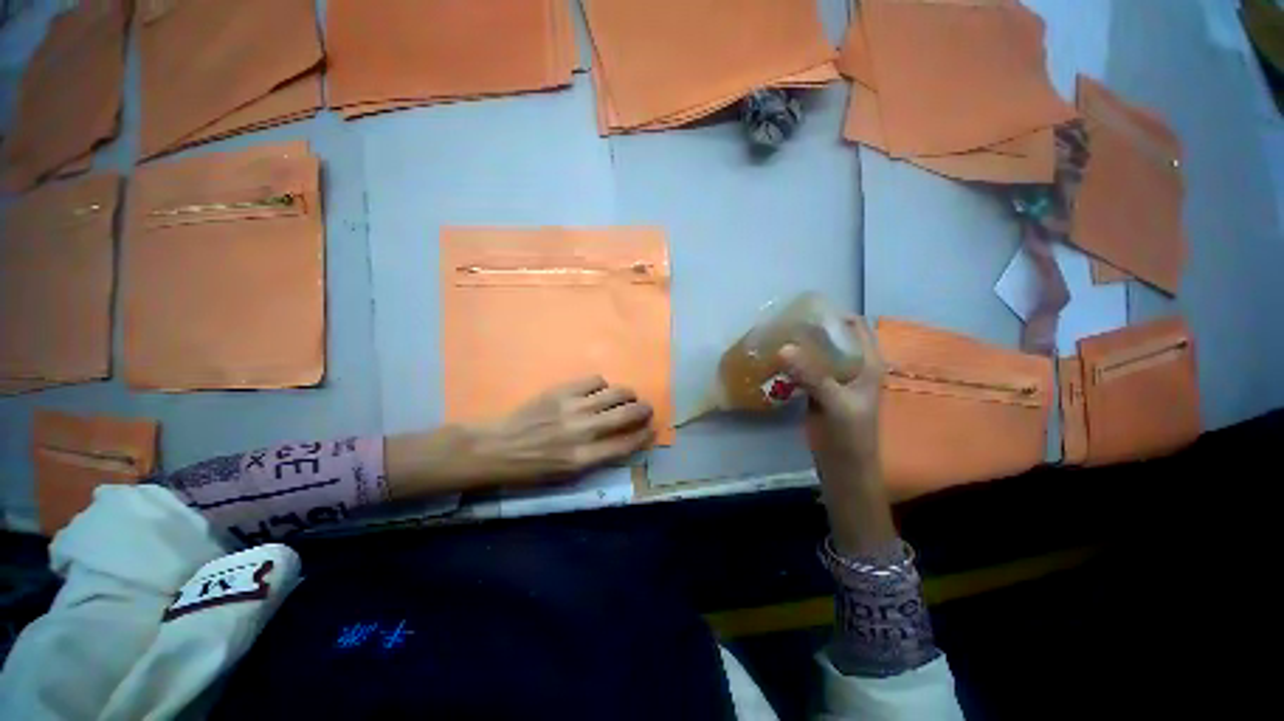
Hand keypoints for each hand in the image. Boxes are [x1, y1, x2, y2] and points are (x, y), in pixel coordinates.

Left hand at [468, 377, 654, 485]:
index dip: (645, 435)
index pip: (627, 443)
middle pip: (627, 413)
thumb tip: (624, 439)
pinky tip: (598, 392)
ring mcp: (573, 407)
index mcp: (584, 458)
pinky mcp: (562, 390)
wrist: (499, 447)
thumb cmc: (534, 468)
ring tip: (626, 398)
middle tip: (646, 410)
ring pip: (616, 392)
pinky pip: (595, 380)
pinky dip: (603, 386)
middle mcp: (583, 430)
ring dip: (628, 395)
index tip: (652, 429)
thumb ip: (599, 457)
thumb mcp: (569, 475)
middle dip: (644, 410)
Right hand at [780, 317, 884, 479]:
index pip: (855, 326)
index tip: (804, 309)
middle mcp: (853, 366)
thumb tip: (783, 348)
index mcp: (867, 363)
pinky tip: (775, 360)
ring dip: (800, 346)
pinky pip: (806, 369)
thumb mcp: (834, 403)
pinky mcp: (820, 390)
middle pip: (832, 337)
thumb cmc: (849, 436)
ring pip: (817, 353)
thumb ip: (812, 376)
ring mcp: (835, 379)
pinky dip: (793, 363)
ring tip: (775, 337)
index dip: (833, 314)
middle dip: (810, 329)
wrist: (844, 467)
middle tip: (782, 323)